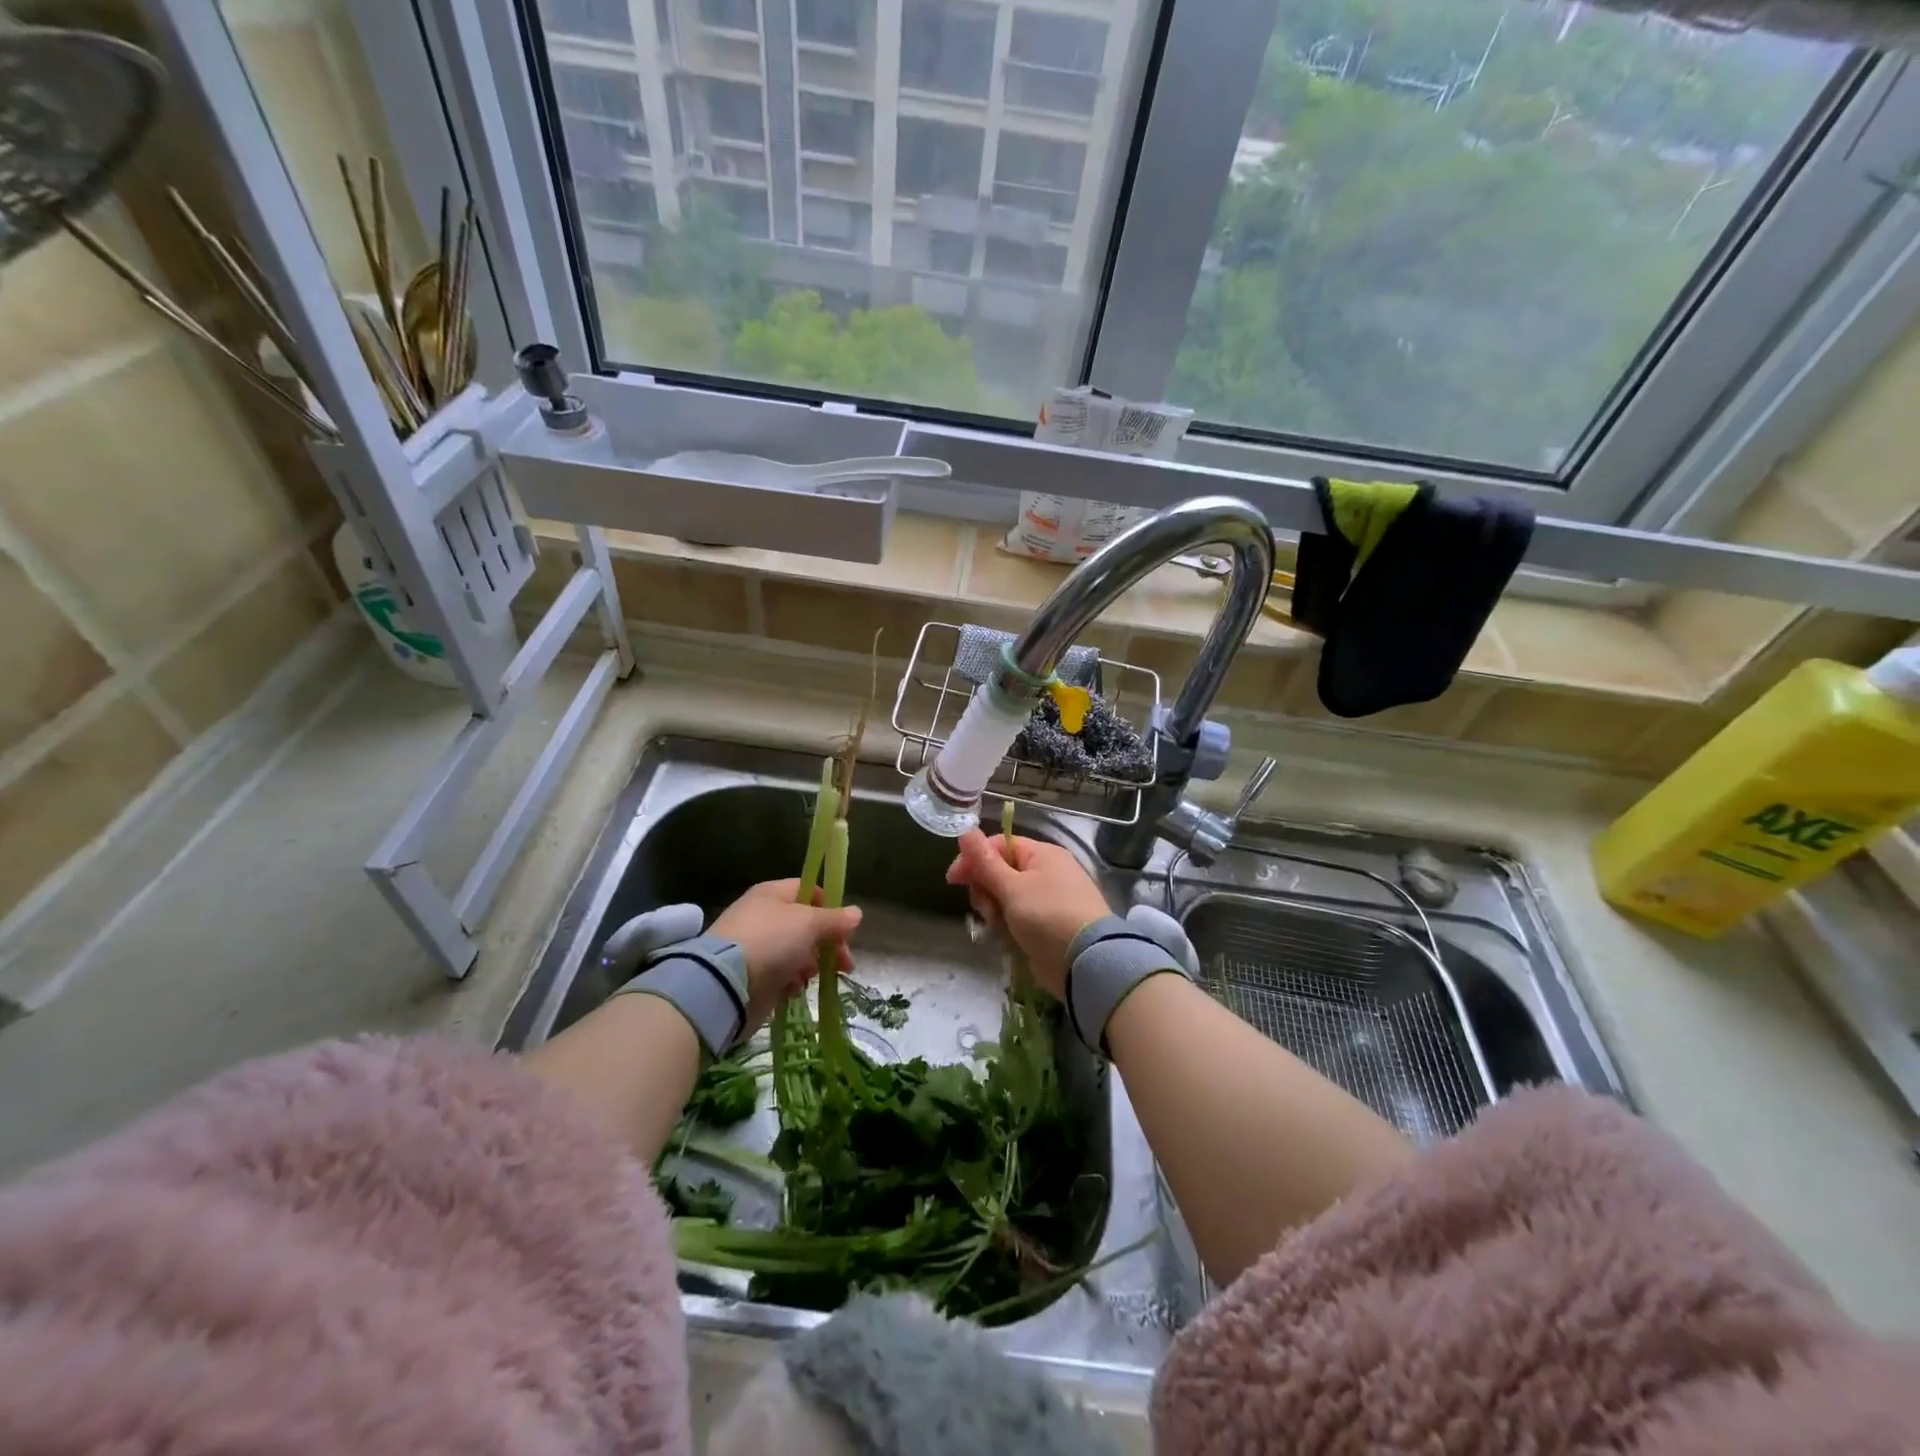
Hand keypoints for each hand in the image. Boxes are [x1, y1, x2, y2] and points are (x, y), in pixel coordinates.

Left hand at [711, 879, 862, 1035]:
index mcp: (773, 894)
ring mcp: (756, 946)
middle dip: (828, 943)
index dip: (830, 908)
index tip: (845, 930)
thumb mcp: (809, 924)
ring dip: (811, 964)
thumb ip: (835, 919)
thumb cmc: (770, 942)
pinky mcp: (752, 974)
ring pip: (796, 951)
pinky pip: (781, 974)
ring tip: (813, 976)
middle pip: (806, 925)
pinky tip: (793, 989)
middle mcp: (763, 916)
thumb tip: (857, 913)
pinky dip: (791, 981)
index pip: (809, 891)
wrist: (724, 984)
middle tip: (845, 963)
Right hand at [945, 831, 1109, 996]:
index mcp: (1041, 854)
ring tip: (1000, 926)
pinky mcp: (1044, 926)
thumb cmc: (1048, 915)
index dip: (974, 859)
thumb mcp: (1012, 887)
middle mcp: (1045, 873)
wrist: (1085, 962)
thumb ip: (986, 862)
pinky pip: (1016, 919)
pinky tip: (1008, 939)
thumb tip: (966, 831)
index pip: (999, 845)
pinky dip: (1008, 927)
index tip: (954, 879)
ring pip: (1004, 898)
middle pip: (999, 872)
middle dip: (986, 890)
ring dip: (995, 911)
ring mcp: (1046, 901)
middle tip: (988, 908)